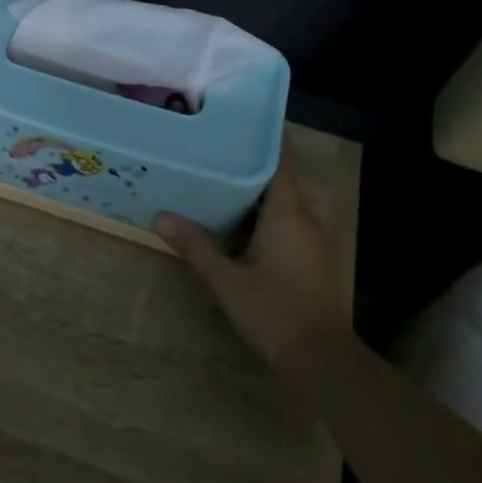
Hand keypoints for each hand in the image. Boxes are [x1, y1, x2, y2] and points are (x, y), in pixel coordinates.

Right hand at [154, 148, 351, 370]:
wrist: (321, 359)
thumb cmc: (274, 311)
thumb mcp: (226, 279)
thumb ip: (195, 246)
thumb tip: (160, 216)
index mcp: (287, 215)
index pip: (278, 163)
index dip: (262, 141)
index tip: (236, 124)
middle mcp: (304, 220)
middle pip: (277, 181)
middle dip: (247, 166)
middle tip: (211, 153)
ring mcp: (311, 242)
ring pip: (280, 205)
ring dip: (252, 195)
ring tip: (214, 183)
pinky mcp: (309, 261)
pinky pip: (283, 224)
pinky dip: (260, 217)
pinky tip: (233, 225)